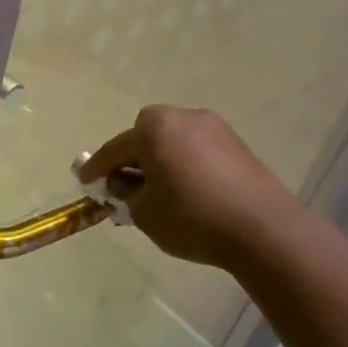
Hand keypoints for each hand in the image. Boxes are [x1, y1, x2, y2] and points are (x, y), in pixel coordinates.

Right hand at [80, 106, 310, 270]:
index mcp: (154, 129)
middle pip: (145, 135)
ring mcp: (215, 128)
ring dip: (160, 160)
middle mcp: (184, 117)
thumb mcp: (143, 212)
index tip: (84, 181)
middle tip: (124, 184)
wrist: (263, 229)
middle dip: (132, 157)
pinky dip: (184, 164)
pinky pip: (196, 150)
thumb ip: (124, 194)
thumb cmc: (191, 218)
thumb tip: (123, 184)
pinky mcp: (237, 145)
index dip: (96, 168)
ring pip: (173, 141)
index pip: (114, 149)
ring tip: (157, 190)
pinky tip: (186, 190)